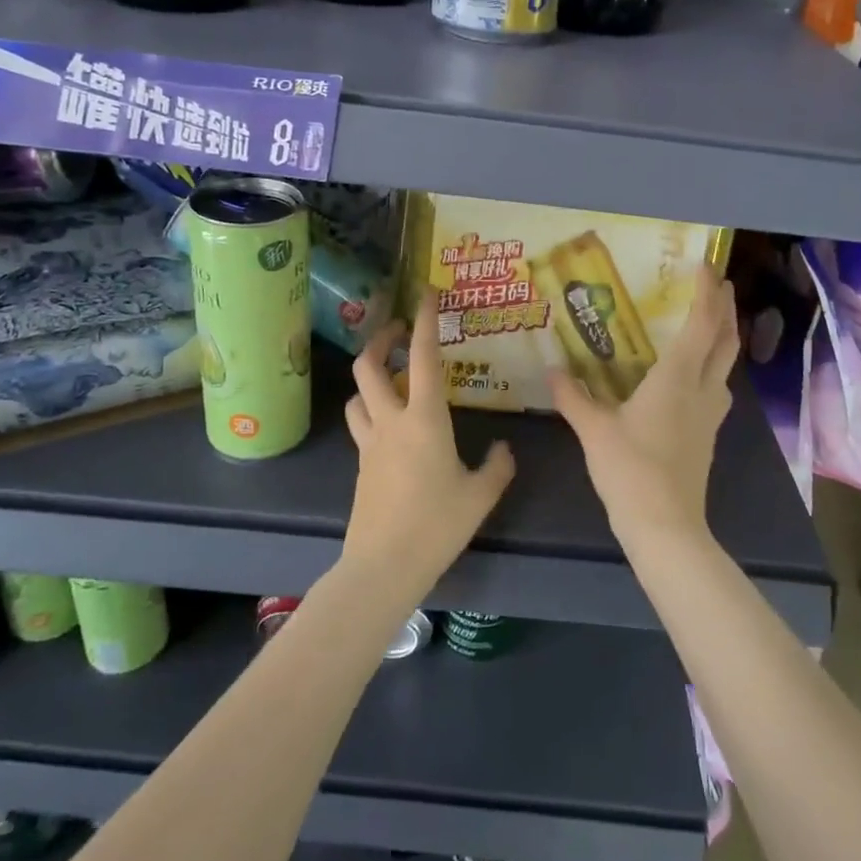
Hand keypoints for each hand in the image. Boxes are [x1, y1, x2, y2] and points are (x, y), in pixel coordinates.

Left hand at [340, 293, 515, 607]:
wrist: (384, 566)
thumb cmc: (437, 525)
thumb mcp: (480, 495)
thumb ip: (497, 466)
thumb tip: (503, 448)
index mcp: (424, 419)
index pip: (422, 357)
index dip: (425, 321)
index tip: (427, 293)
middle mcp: (391, 421)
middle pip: (368, 366)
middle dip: (380, 339)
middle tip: (398, 330)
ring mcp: (370, 443)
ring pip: (357, 395)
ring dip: (370, 377)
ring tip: (391, 377)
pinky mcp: (362, 465)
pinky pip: (361, 424)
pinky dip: (372, 410)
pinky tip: (392, 426)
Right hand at [550, 267, 737, 544]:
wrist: (666, 525)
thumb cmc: (630, 469)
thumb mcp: (594, 430)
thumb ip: (573, 396)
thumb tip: (551, 371)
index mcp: (677, 378)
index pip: (701, 325)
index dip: (706, 293)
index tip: (705, 266)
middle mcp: (702, 389)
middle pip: (725, 340)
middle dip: (724, 308)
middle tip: (716, 283)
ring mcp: (711, 414)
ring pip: (726, 364)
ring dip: (723, 336)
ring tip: (708, 321)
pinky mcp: (708, 434)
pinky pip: (717, 385)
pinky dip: (712, 364)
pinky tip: (693, 373)